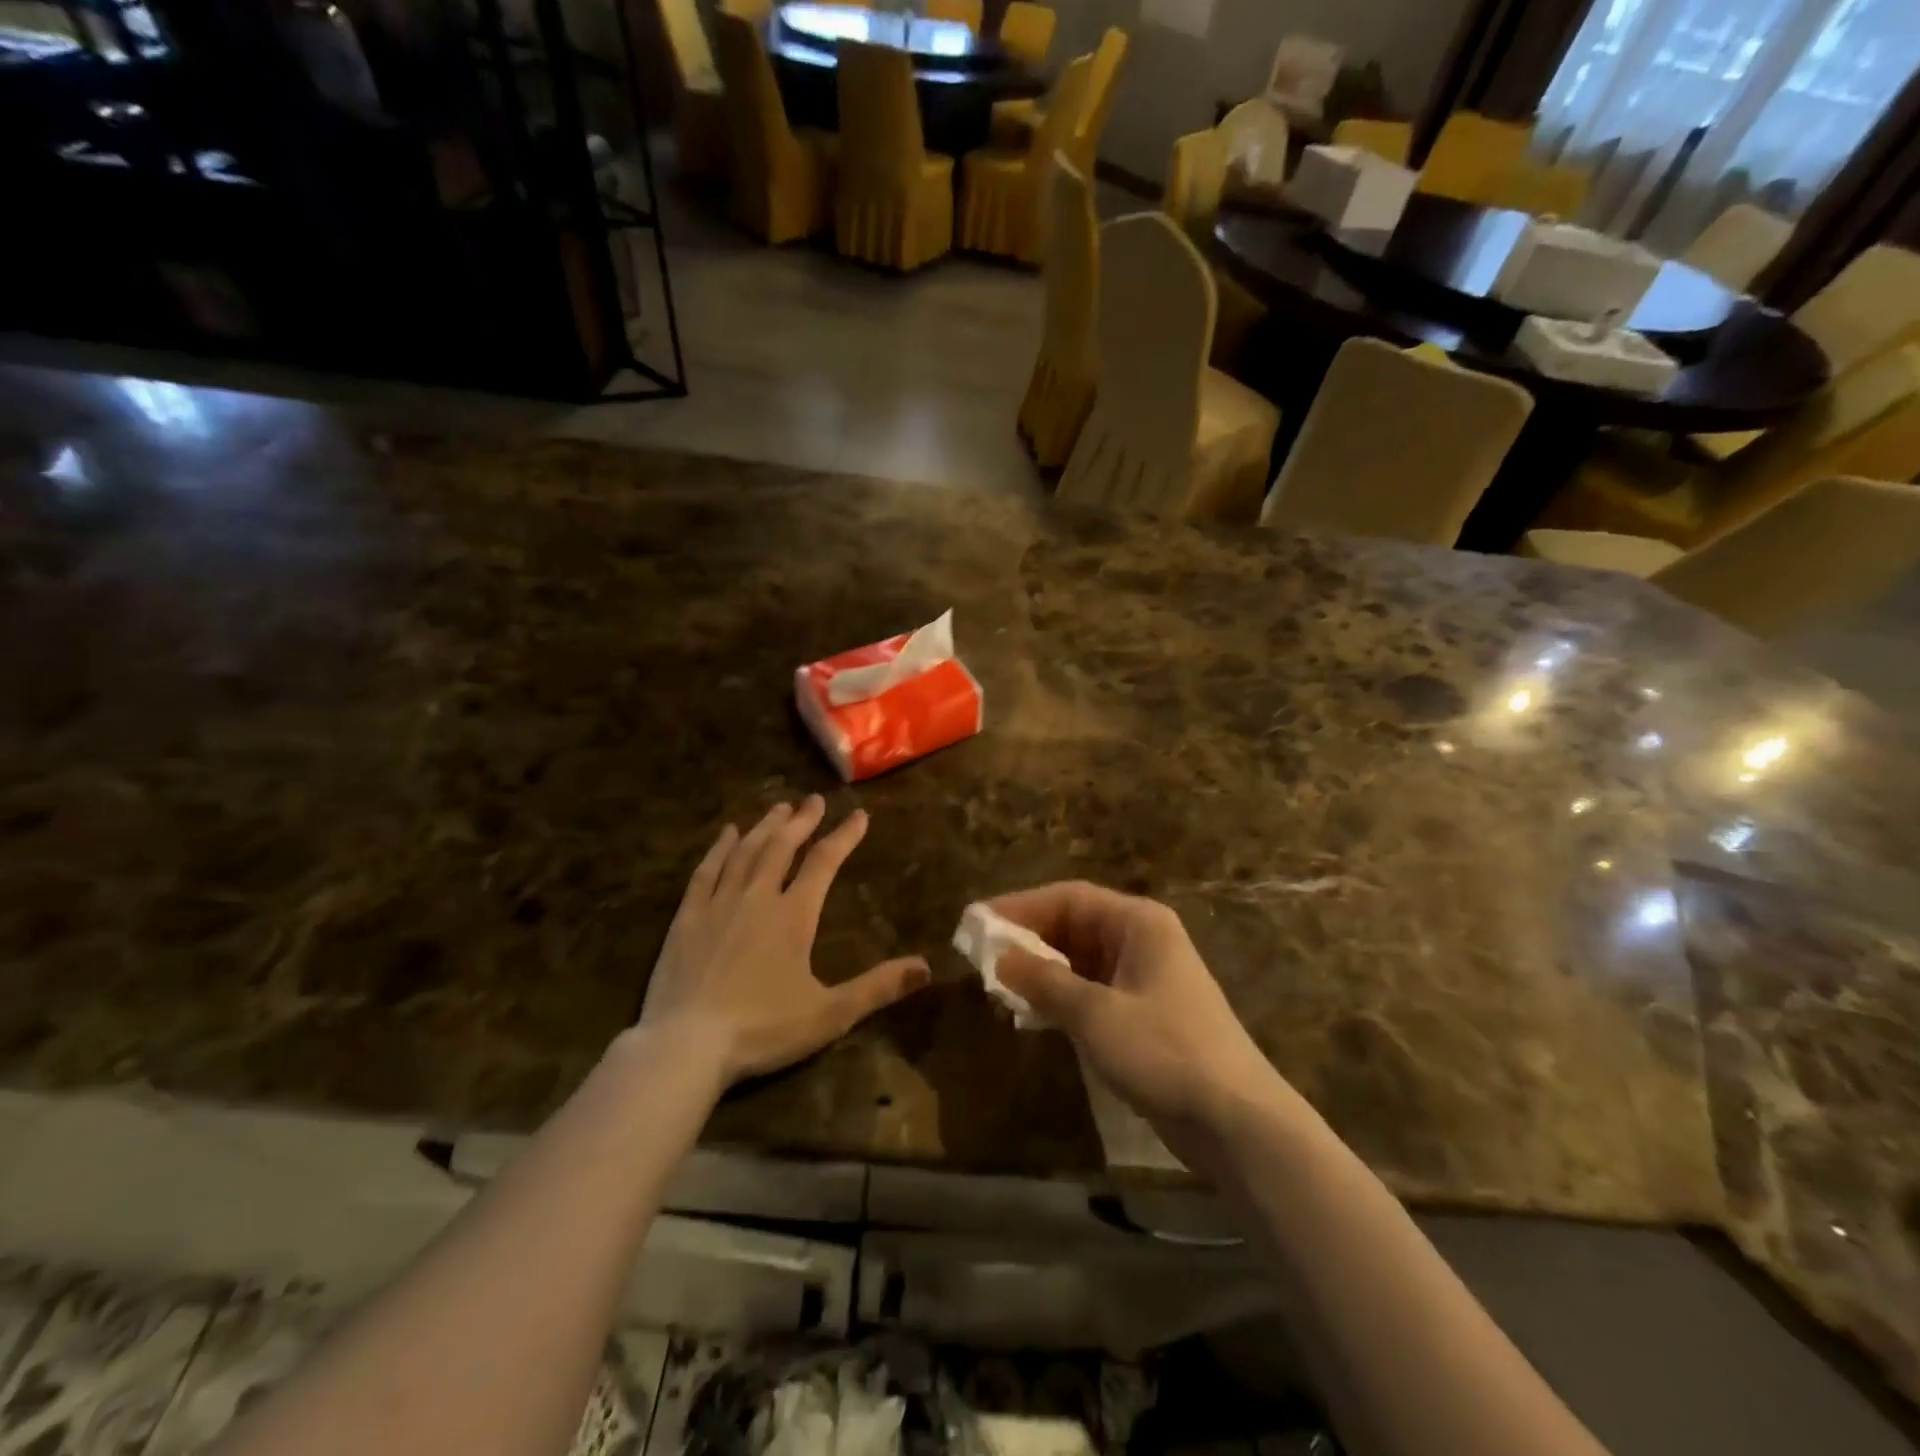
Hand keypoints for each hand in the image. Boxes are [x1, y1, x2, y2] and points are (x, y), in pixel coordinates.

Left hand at [639, 797, 930, 1082]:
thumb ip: (878, 987)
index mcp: (794, 915)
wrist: (686, 1046)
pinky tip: (726, 834)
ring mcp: (718, 904)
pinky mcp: (686, 918)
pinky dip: (719, 848)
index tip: (859, 815)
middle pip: (782, 847)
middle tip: (813, 800)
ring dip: (765, 827)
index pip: (824, 863)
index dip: (844, 837)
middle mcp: (757, 897)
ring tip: (779, 808)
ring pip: (745, 852)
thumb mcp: (830, 1014)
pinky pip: (705, 871)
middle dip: (802, 821)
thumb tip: (926, 966)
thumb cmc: (763, 1029)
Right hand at [991, 881, 1285, 1151]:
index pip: (1068, 897)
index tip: (978, 922)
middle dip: (1029, 940)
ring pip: (1080, 960)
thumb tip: (1000, 958)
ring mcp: (1145, 978)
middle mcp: (1142, 939)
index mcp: (1137, 922)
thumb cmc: (1164, 1051)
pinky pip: (1091, 990)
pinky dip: (1061, 997)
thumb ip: (1045, 982)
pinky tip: (1031, 1016)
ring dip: (1041, 972)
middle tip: (982, 958)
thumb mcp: (1095, 1014)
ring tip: (998, 988)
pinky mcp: (1144, 1014)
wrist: (1236, 1121)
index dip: (1021, 907)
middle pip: (1074, 926)